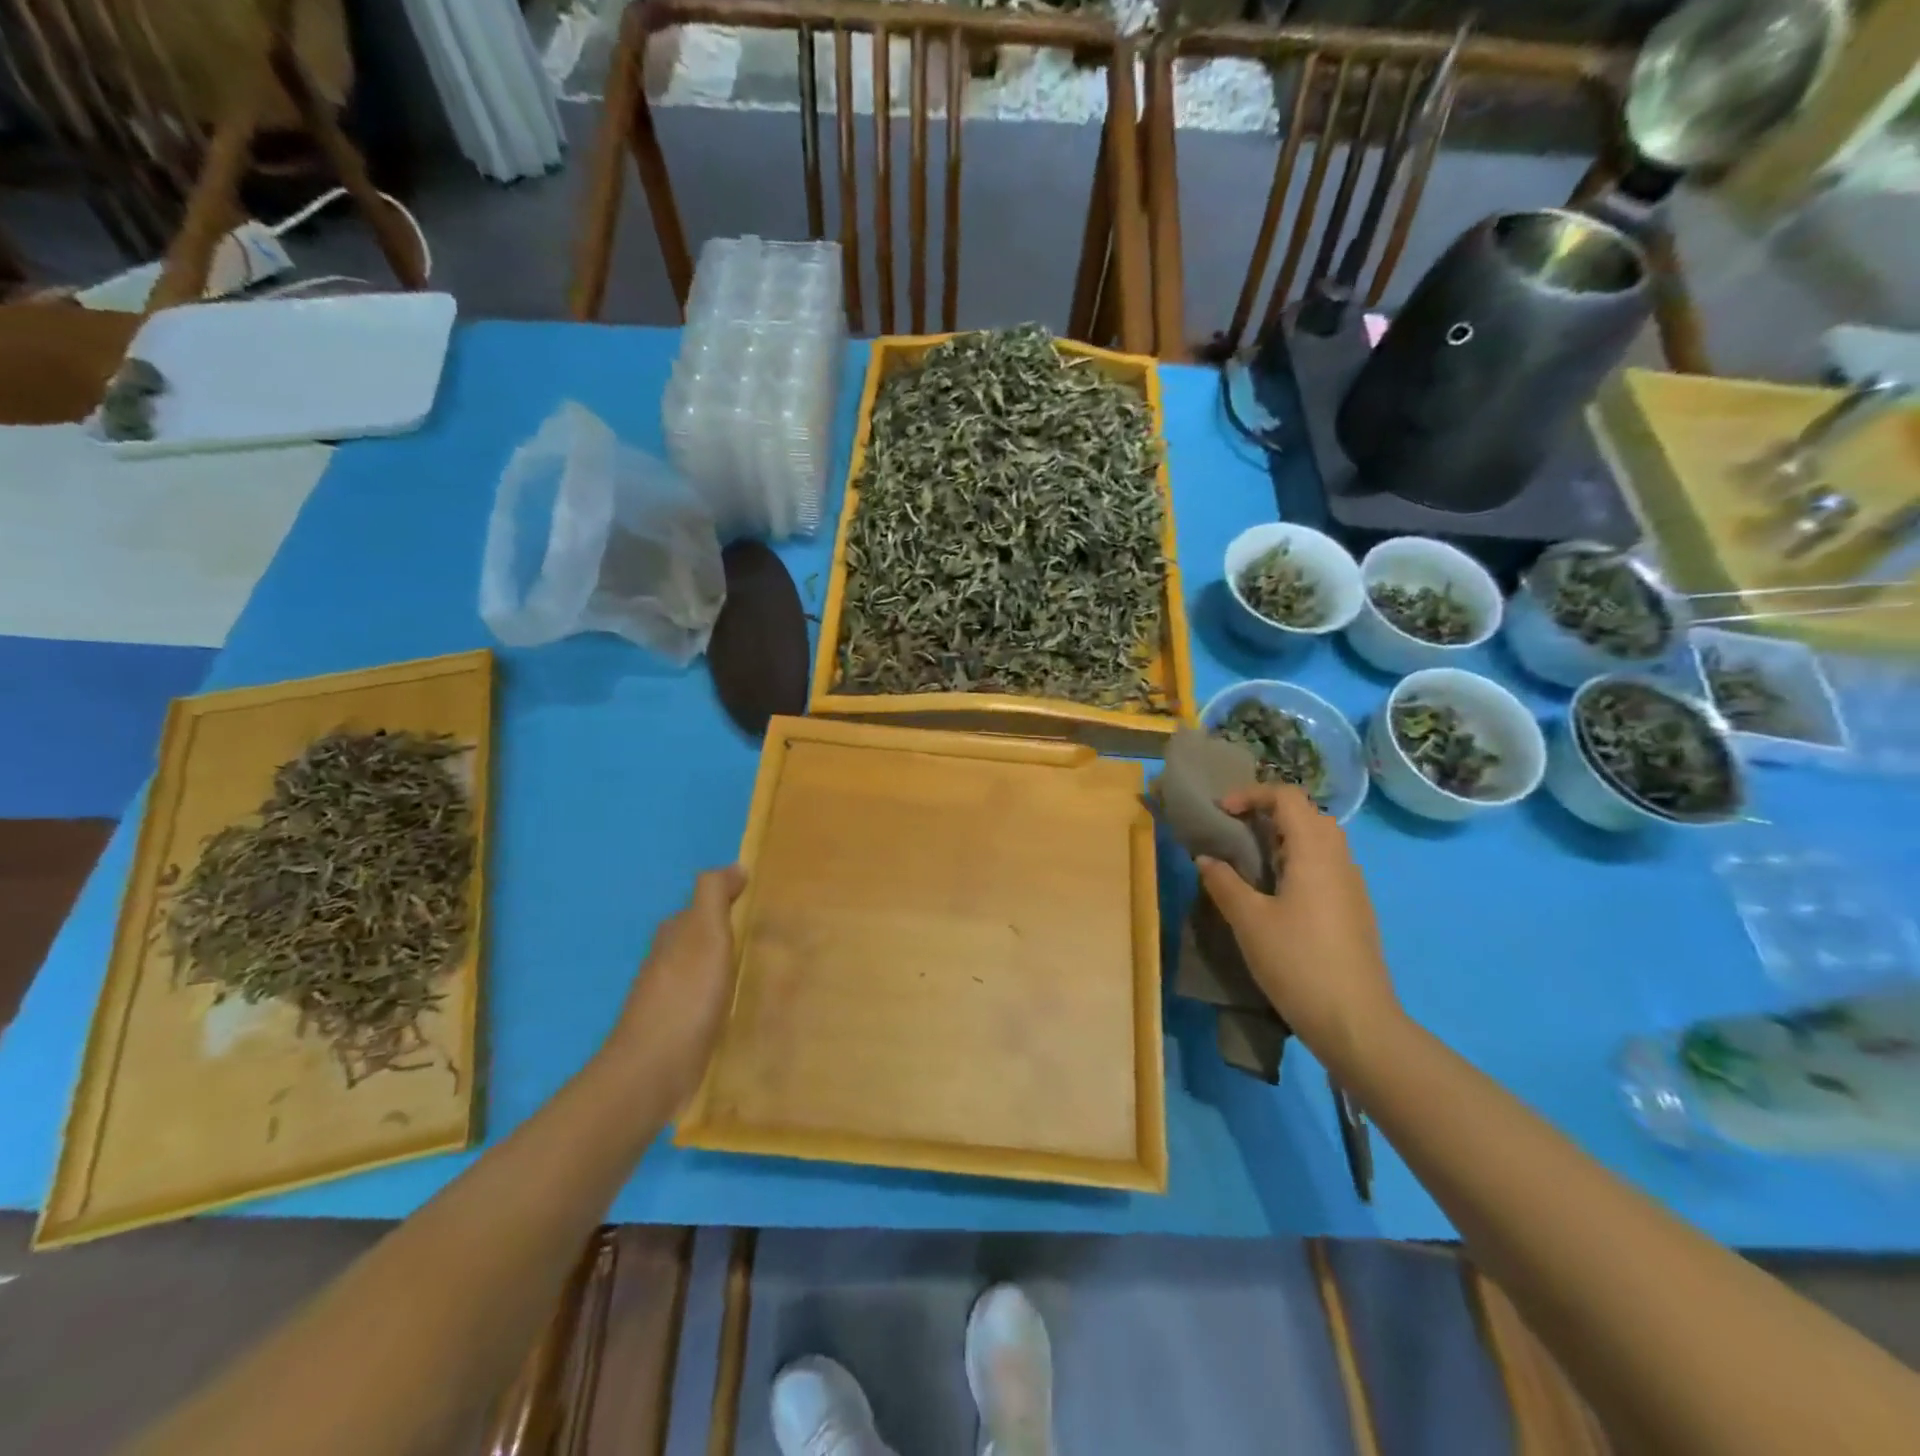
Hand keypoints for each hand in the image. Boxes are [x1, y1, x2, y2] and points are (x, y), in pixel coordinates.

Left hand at [603, 865, 746, 1107]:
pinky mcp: (677, 1029)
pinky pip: (705, 1001)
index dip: (731, 901)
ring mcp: (669, 997)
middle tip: (772, 937)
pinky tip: (741, 1007)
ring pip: (704, 969)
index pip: (703, 905)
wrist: (653, 1071)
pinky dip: (723, 997)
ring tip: (764, 971)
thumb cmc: (686, 996)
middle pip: (702, 937)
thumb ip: (714, 895)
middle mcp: (667, 960)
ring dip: (728, 967)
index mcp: (673, 934)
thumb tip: (735, 866)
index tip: (764, 906)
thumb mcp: (705, 933)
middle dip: (730, 933)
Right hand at [1196, 784, 1399, 1077]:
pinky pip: (1326, 866)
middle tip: (1235, 833)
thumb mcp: (1249, 921)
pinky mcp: (1355, 909)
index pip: (1287, 796)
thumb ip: (1224, 883)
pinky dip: (1298, 862)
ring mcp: (1352, 885)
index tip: (1221, 813)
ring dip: (1284, 838)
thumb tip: (1206, 859)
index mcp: (1314, 851)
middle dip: (1268, 813)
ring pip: (1320, 841)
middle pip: (1307, 813)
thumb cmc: (1298, 963)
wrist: (1356, 1022)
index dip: (1251, 794)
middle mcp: (1339, 859)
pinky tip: (1277, 895)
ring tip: (1251, 862)